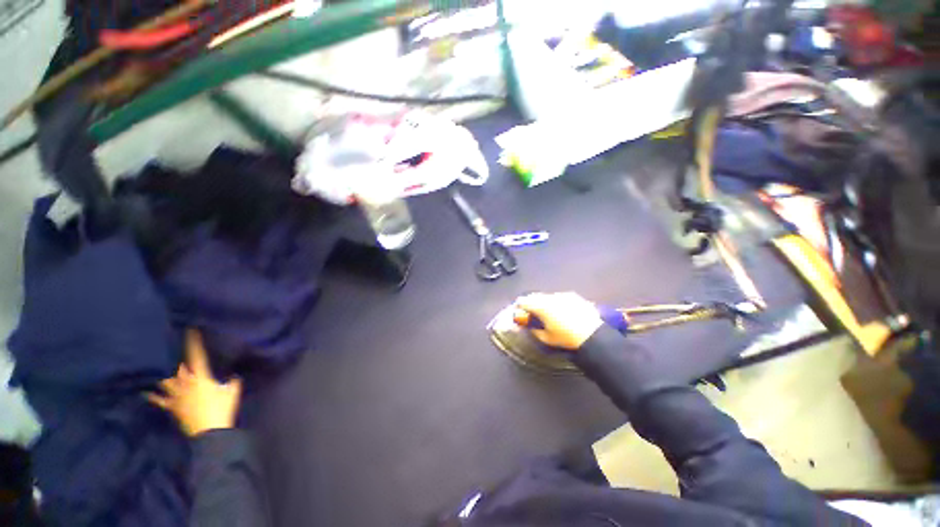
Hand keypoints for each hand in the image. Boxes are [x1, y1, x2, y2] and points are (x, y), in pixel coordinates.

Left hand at [147, 329, 241, 436]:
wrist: (210, 431)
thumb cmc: (222, 409)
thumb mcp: (233, 393)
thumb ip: (232, 382)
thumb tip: (233, 376)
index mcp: (201, 377)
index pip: (197, 356)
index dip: (193, 343)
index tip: (190, 331)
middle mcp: (186, 383)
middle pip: (178, 368)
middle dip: (176, 360)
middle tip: (172, 350)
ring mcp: (176, 395)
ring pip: (166, 381)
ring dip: (164, 375)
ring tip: (158, 368)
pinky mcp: (172, 406)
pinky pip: (159, 400)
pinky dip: (152, 396)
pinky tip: (145, 392)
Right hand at [513, 292, 603, 349]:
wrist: (593, 335)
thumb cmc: (566, 338)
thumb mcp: (547, 338)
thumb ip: (534, 330)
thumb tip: (529, 326)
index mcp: (541, 306)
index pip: (523, 301)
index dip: (519, 307)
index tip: (519, 313)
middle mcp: (550, 297)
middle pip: (534, 296)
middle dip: (531, 304)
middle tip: (532, 314)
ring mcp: (562, 295)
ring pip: (547, 296)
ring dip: (544, 302)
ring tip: (548, 314)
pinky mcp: (573, 296)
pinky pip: (559, 297)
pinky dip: (556, 302)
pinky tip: (562, 312)